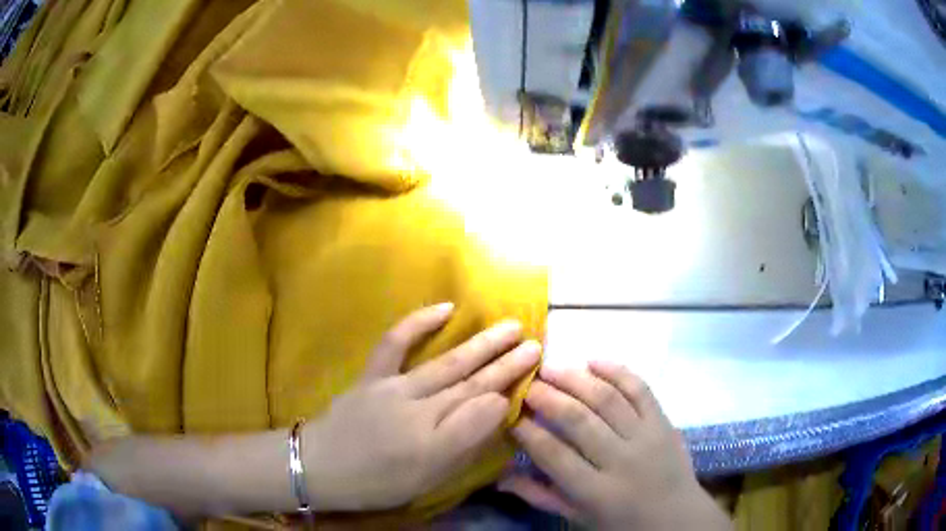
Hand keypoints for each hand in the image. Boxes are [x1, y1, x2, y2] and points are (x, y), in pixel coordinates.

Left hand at [302, 303, 541, 511]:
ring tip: (510, 327)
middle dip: (506, 363)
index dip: (510, 388)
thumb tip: (497, 406)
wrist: (321, 467)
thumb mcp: (427, 479)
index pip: (484, 408)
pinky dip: (418, 323)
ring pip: (447, 362)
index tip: (533, 372)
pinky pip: (395, 343)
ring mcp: (394, 386)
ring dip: (481, 344)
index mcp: (435, 439)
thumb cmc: (377, 482)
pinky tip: (446, 308)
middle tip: (535, 344)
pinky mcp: (372, 375)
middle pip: (471, 382)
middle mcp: (419, 407)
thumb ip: (464, 443)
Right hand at [503, 362, 730, 530]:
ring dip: (575, 379)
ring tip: (551, 367)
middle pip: (579, 421)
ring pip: (607, 399)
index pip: (554, 454)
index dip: (529, 431)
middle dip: (547, 398)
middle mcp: (621, 461)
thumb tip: (499, 478)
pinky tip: (594, 361)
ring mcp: (646, 437)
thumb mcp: (578, 517)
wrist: (677, 517)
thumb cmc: (622, 522)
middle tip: (526, 383)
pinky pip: (641, 390)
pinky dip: (617, 371)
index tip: (511, 413)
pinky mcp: (664, 422)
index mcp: (596, 492)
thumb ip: (540, 496)